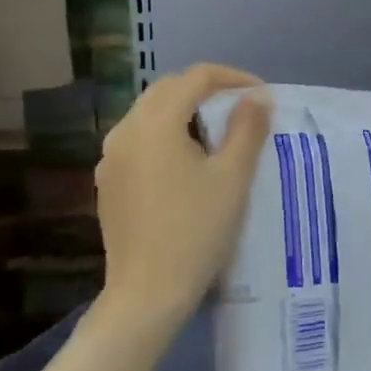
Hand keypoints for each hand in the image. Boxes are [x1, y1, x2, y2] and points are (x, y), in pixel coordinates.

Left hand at [94, 64, 272, 329]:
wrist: (148, 293)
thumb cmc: (197, 230)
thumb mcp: (233, 177)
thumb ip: (247, 128)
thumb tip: (257, 97)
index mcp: (155, 122)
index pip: (196, 77)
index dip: (233, 78)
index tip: (262, 96)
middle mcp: (125, 130)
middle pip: (168, 90)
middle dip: (207, 91)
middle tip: (242, 110)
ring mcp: (110, 157)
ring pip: (151, 115)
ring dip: (185, 112)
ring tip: (218, 135)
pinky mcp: (108, 182)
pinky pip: (140, 141)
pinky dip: (167, 136)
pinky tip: (187, 164)